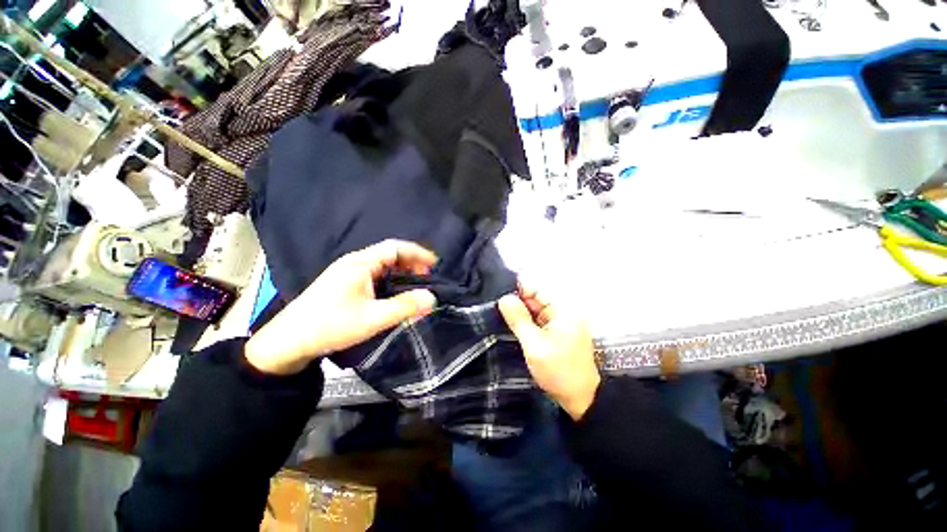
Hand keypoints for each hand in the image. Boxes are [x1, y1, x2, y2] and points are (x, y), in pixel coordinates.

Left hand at [245, 240, 437, 374]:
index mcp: (360, 263)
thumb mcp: (373, 318)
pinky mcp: (345, 286)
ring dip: (401, 273)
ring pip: (382, 267)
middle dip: (411, 264)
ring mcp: (348, 274)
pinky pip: (375, 277)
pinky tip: (395, 294)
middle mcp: (355, 263)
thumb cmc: (330, 325)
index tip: (435, 264)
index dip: (418, 253)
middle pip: (389, 255)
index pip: (395, 248)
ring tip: (415, 286)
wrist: (288, 342)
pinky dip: (390, 282)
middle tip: (427, 279)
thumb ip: (405, 306)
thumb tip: (432, 298)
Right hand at [499, 281, 599, 419]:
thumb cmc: (559, 371)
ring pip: (533, 309)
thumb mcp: (534, 345)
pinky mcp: (556, 331)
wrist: (581, 400)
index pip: (535, 288)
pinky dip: (525, 323)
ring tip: (499, 318)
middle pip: (533, 298)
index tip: (496, 297)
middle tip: (494, 310)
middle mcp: (562, 310)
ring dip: (519, 315)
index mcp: (562, 308)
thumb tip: (504, 298)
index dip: (515, 291)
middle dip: (515, 303)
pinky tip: (511, 327)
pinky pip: (536, 320)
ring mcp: (559, 321)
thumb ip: (518, 319)